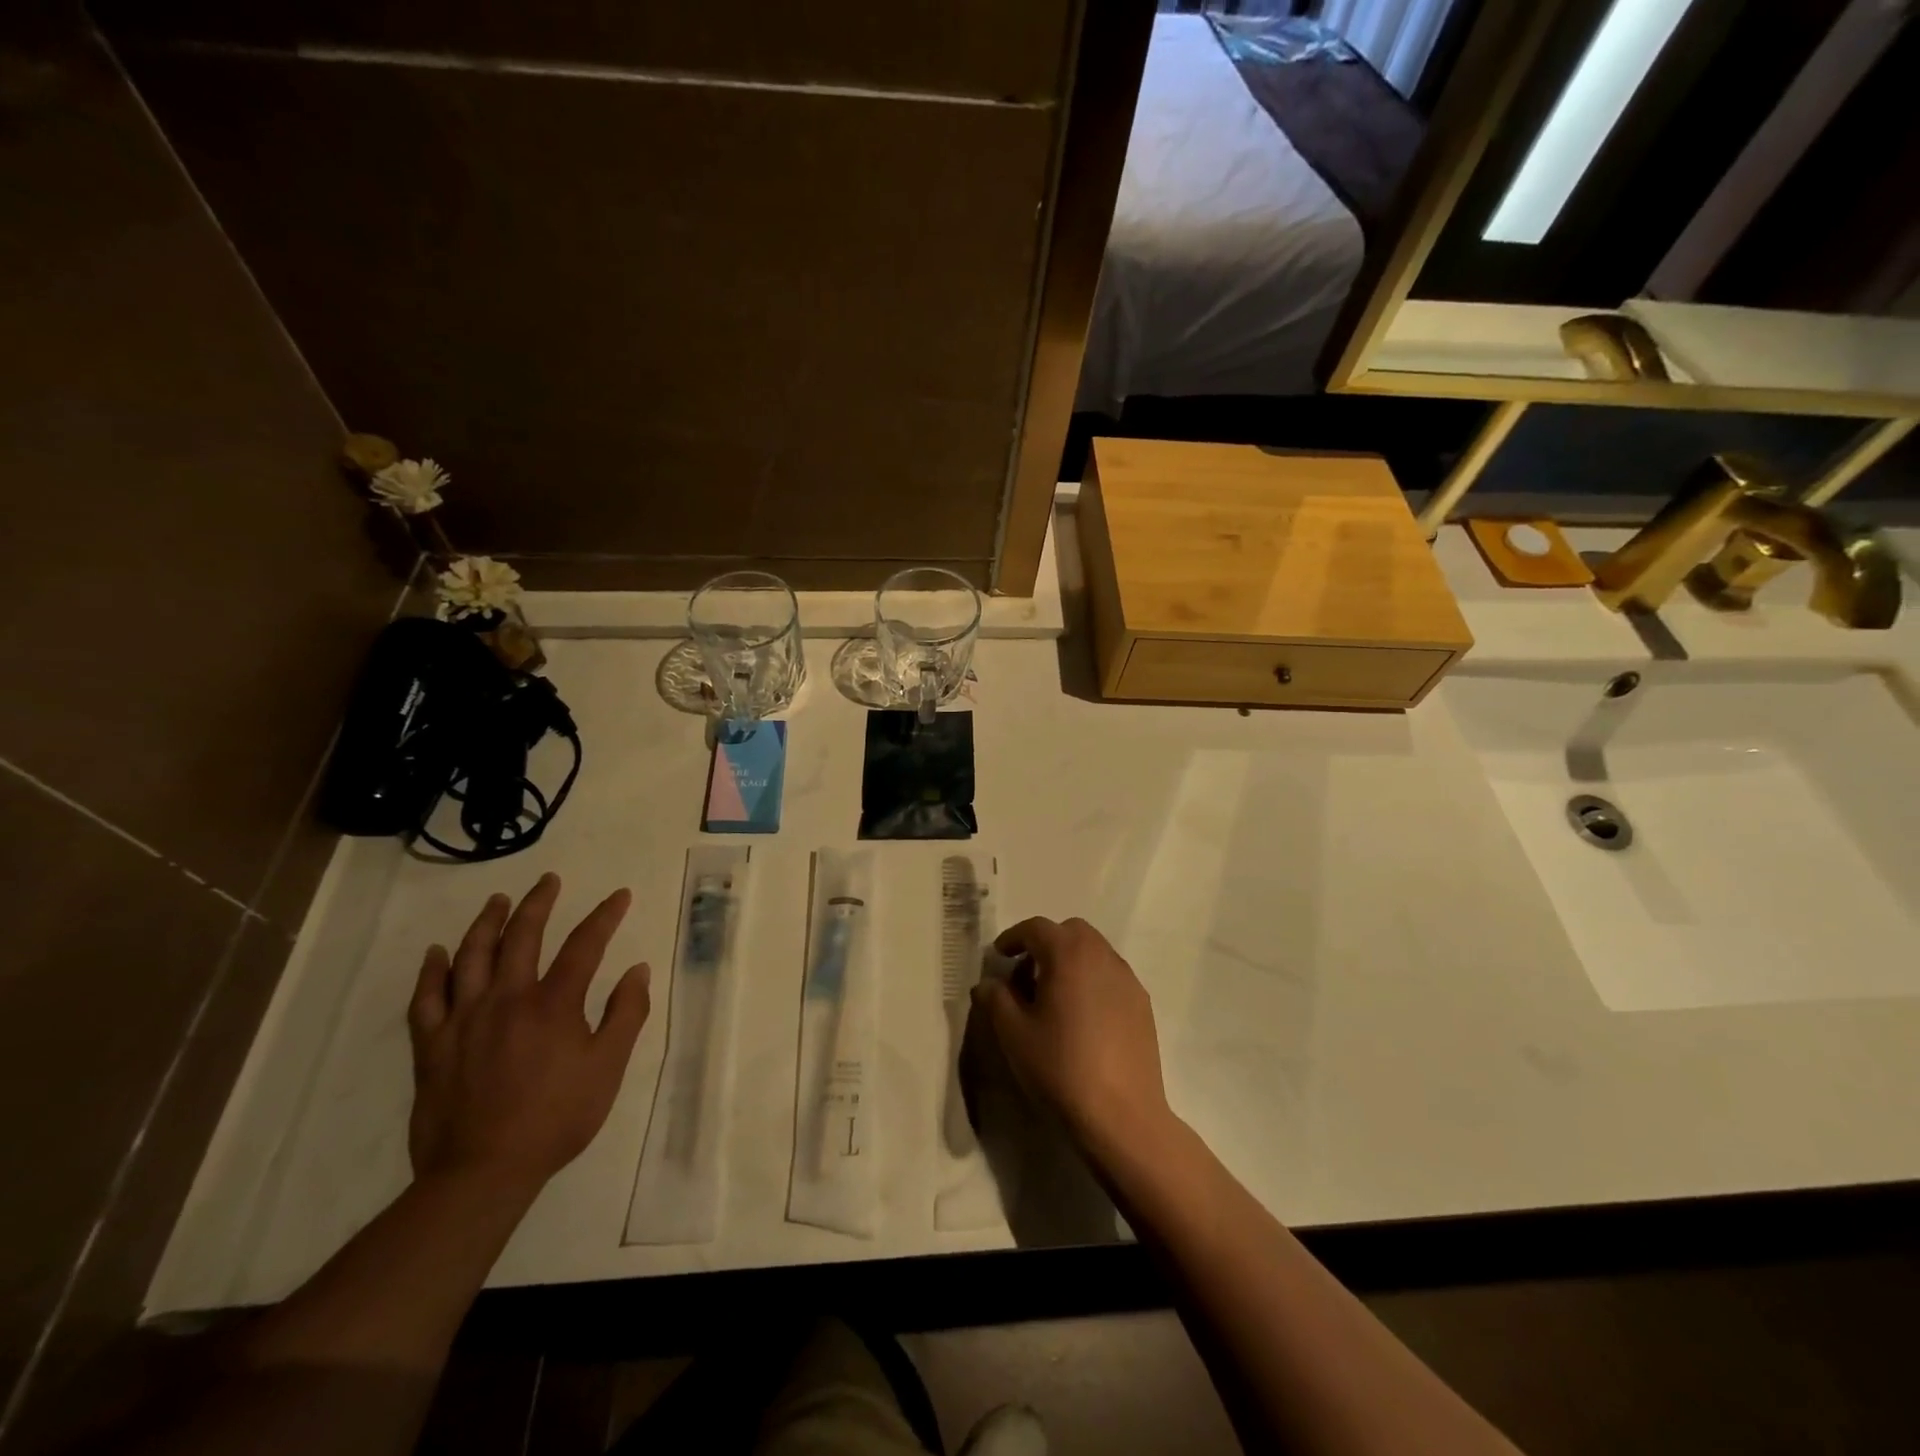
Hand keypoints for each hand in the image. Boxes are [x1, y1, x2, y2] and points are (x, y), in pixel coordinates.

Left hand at [408, 873, 650, 1201]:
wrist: (482, 1172)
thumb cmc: (556, 1118)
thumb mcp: (608, 1068)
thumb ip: (626, 1014)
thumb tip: (636, 970)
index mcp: (553, 1004)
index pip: (584, 945)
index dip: (605, 916)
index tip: (620, 896)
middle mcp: (507, 999)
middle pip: (521, 937)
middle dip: (538, 903)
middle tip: (548, 881)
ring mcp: (464, 1020)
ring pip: (471, 957)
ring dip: (486, 923)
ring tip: (497, 901)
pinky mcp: (431, 1046)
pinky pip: (426, 999)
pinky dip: (430, 972)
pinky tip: (436, 953)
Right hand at [973, 917, 1173, 1158]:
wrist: (1121, 1114)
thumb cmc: (1060, 1067)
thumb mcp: (1013, 1033)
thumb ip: (996, 999)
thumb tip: (988, 984)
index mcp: (1068, 954)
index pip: (1036, 928)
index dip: (1013, 938)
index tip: (999, 956)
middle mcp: (1101, 956)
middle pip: (1070, 932)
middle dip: (1045, 944)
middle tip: (1027, 975)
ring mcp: (1127, 979)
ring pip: (1094, 952)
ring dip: (1070, 961)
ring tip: (1054, 997)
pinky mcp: (1142, 1004)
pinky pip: (1111, 976)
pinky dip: (1092, 980)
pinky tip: (1083, 1017)